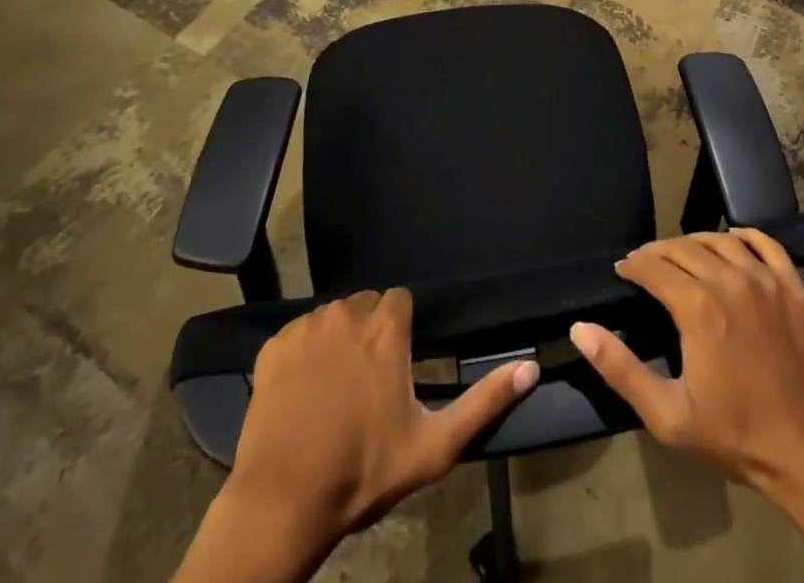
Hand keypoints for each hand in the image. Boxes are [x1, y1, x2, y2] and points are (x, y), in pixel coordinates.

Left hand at [228, 289, 538, 546]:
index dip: (401, 329)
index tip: (398, 362)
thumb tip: (530, 368)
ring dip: (337, 341)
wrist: (283, 503)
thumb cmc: (364, 472)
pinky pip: (296, 336)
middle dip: (369, 332)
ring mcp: (306, 326)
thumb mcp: (434, 446)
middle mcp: (348, 311)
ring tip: (334, 389)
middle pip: (365, 306)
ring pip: (331, 318)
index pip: (400, 301)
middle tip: (368, 381)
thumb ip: (484, 402)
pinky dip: (302, 355)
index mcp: (386, 326)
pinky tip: (302, 393)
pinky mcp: (273, 345)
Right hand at [570, 229, 803, 492]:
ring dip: (695, 242)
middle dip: (658, 252)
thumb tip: (580, 328)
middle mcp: (730, 279)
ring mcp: (766, 279)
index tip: (623, 271)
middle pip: (684, 247)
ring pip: (720, 240)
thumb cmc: (736, 434)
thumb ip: (620, 369)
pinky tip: (732, 240)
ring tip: (682, 255)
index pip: (653, 266)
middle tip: (646, 264)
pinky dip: (744, 236)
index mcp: (697, 306)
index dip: (633, 265)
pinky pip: (766, 244)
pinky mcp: (794, 287)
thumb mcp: (668, 415)